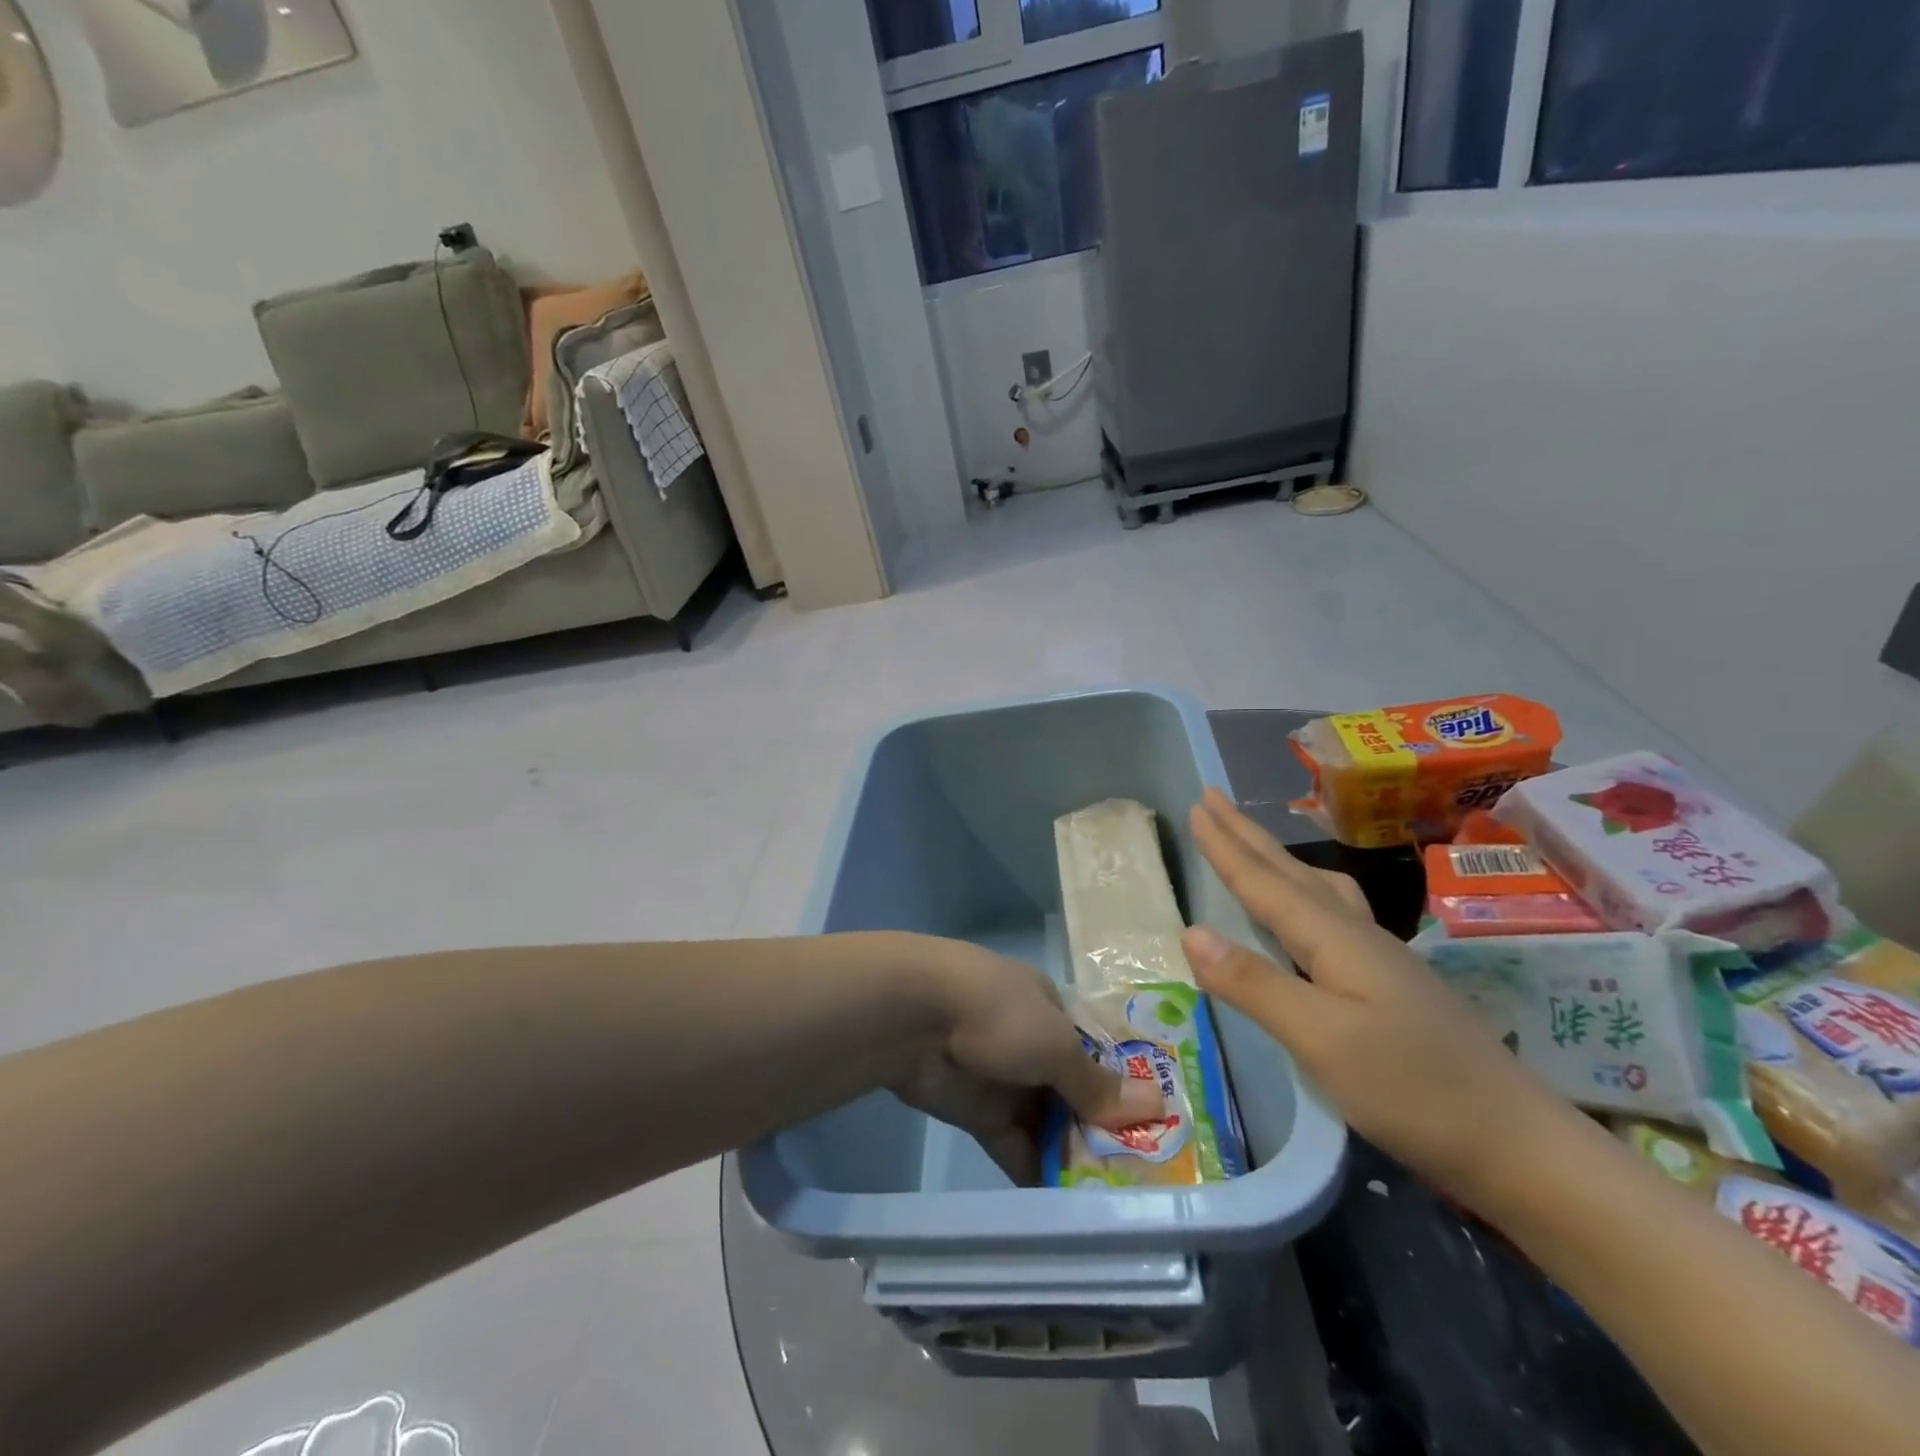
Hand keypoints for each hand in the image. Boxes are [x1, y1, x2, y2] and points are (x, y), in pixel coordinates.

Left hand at [893, 941, 1162, 1184]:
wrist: (915, 1016)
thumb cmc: (998, 1013)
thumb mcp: (1057, 1044)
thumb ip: (1098, 1083)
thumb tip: (1157, 1105)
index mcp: (1053, 1011)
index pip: (1099, 1053)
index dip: (1126, 1088)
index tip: (1160, 1131)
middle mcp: (1032, 1043)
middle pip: (1076, 1092)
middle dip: (1103, 1131)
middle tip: (1145, 1182)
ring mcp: (1005, 1080)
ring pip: (1048, 1123)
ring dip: (1073, 1158)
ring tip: (1116, 1207)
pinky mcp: (978, 1114)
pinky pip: (1017, 1146)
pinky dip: (1038, 1172)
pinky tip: (1069, 1212)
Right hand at [1179, 789, 1570, 1207]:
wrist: (1520, 1144)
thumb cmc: (1413, 1088)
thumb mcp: (1320, 1039)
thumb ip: (1254, 983)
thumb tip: (1190, 932)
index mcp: (1335, 938)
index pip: (1265, 883)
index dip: (1227, 847)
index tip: (1197, 806)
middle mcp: (1356, 934)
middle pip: (1290, 873)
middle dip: (1246, 836)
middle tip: (1213, 800)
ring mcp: (1379, 958)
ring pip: (1316, 889)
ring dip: (1276, 860)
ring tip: (1252, 844)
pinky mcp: (1391, 983)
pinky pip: (1331, 914)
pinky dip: (1302, 894)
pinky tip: (1308, 914)